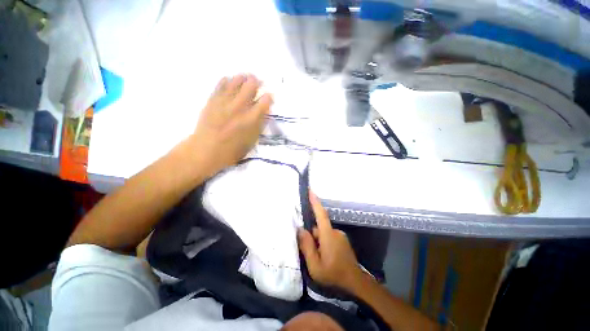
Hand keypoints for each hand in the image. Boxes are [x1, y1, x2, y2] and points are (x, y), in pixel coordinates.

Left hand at [187, 74, 271, 177]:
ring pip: (236, 81)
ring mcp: (225, 102)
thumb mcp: (251, 141)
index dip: (269, 97)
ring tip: (246, 78)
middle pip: (251, 86)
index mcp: (251, 119)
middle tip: (258, 82)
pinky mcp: (213, 100)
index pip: (265, 101)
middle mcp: (240, 107)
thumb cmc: (232, 150)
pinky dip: (227, 80)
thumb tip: (263, 113)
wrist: (206, 150)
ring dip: (243, 78)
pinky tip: (230, 80)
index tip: (269, 97)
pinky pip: (221, 84)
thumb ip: (259, 125)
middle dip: (257, 82)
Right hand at [298, 191, 363, 290]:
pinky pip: (329, 237)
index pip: (320, 214)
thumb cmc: (334, 275)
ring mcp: (341, 236)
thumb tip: (301, 230)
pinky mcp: (343, 241)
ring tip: (317, 258)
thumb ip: (307, 246)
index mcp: (328, 235)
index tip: (310, 191)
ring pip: (324, 234)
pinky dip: (324, 244)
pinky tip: (325, 257)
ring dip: (318, 242)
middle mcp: (335, 232)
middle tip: (309, 253)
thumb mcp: (315, 265)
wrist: (356, 284)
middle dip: (312, 237)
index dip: (315, 202)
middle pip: (319, 228)